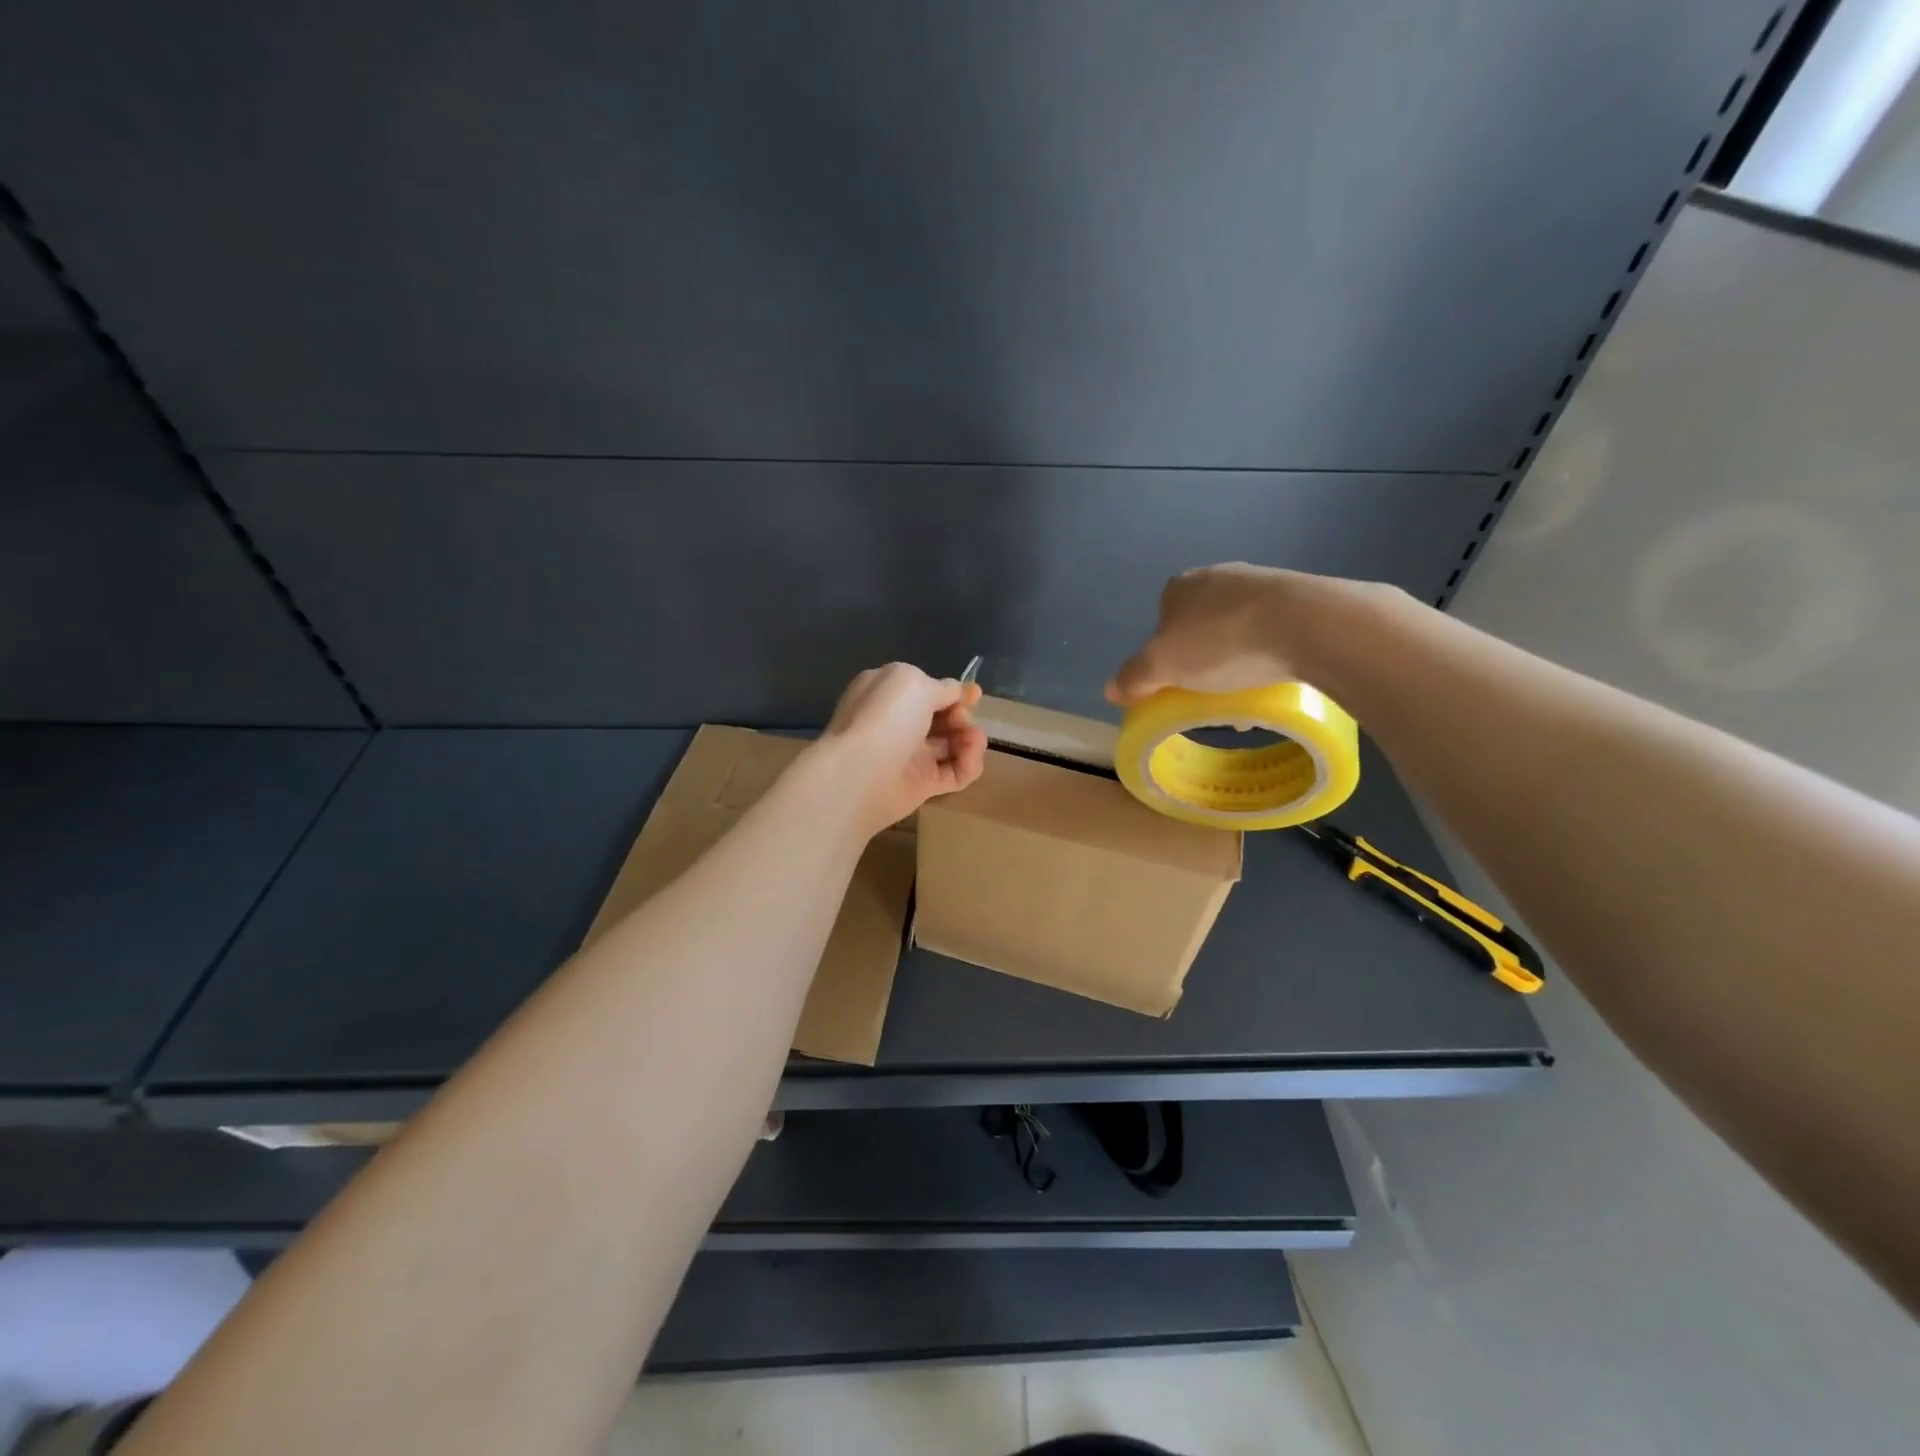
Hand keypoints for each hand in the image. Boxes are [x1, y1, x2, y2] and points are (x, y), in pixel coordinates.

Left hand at [817, 663, 986, 833]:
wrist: (860, 774)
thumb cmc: (885, 718)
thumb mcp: (914, 682)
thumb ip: (941, 687)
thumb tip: (958, 692)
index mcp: (889, 693)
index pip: (926, 690)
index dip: (951, 693)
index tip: (973, 696)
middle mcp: (898, 723)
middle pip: (942, 718)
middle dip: (961, 716)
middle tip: (961, 720)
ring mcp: (910, 755)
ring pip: (952, 745)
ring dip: (970, 740)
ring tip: (973, 740)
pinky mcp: (923, 785)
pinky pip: (955, 773)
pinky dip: (968, 765)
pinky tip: (970, 757)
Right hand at [1105, 563, 1390, 704]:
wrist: (1307, 624)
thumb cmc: (1222, 642)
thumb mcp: (1162, 667)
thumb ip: (1133, 677)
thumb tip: (1111, 689)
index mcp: (1180, 587)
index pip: (1161, 621)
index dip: (1165, 655)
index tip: (1177, 682)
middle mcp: (1219, 576)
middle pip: (1200, 625)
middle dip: (1203, 658)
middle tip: (1210, 690)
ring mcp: (1262, 583)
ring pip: (1238, 628)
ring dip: (1238, 658)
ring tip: (1246, 690)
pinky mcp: (1301, 597)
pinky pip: (1274, 630)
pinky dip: (1270, 652)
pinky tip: (1277, 675)